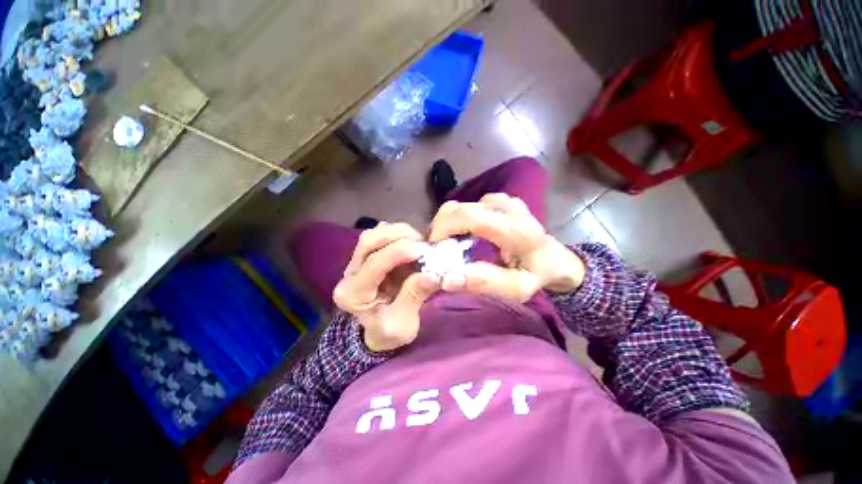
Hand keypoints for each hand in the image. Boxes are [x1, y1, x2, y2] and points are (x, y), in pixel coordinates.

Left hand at [334, 222, 440, 351]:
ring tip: (419, 243)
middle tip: (422, 244)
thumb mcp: (402, 325)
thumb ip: (414, 298)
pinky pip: (380, 236)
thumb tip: (433, 275)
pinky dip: (398, 234)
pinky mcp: (368, 257)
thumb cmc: (388, 333)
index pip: (374, 263)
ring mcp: (356, 263)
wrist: (377, 333)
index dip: (399, 252)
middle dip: (398, 236)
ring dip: (399, 233)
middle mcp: (349, 274)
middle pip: (368, 241)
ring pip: (373, 235)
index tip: (423, 250)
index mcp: (353, 295)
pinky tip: (411, 242)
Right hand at [429, 193, 584, 301]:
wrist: (555, 260)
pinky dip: (460, 219)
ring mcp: (505, 200)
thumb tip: (447, 278)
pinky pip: (470, 205)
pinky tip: (463, 234)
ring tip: (449, 243)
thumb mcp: (516, 288)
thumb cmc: (537, 275)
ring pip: (462, 205)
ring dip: (449, 223)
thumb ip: (485, 283)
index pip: (470, 217)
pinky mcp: (500, 200)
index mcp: (517, 229)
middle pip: (461, 208)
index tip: (433, 248)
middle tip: (437, 249)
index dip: (444, 228)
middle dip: (441, 227)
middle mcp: (509, 207)